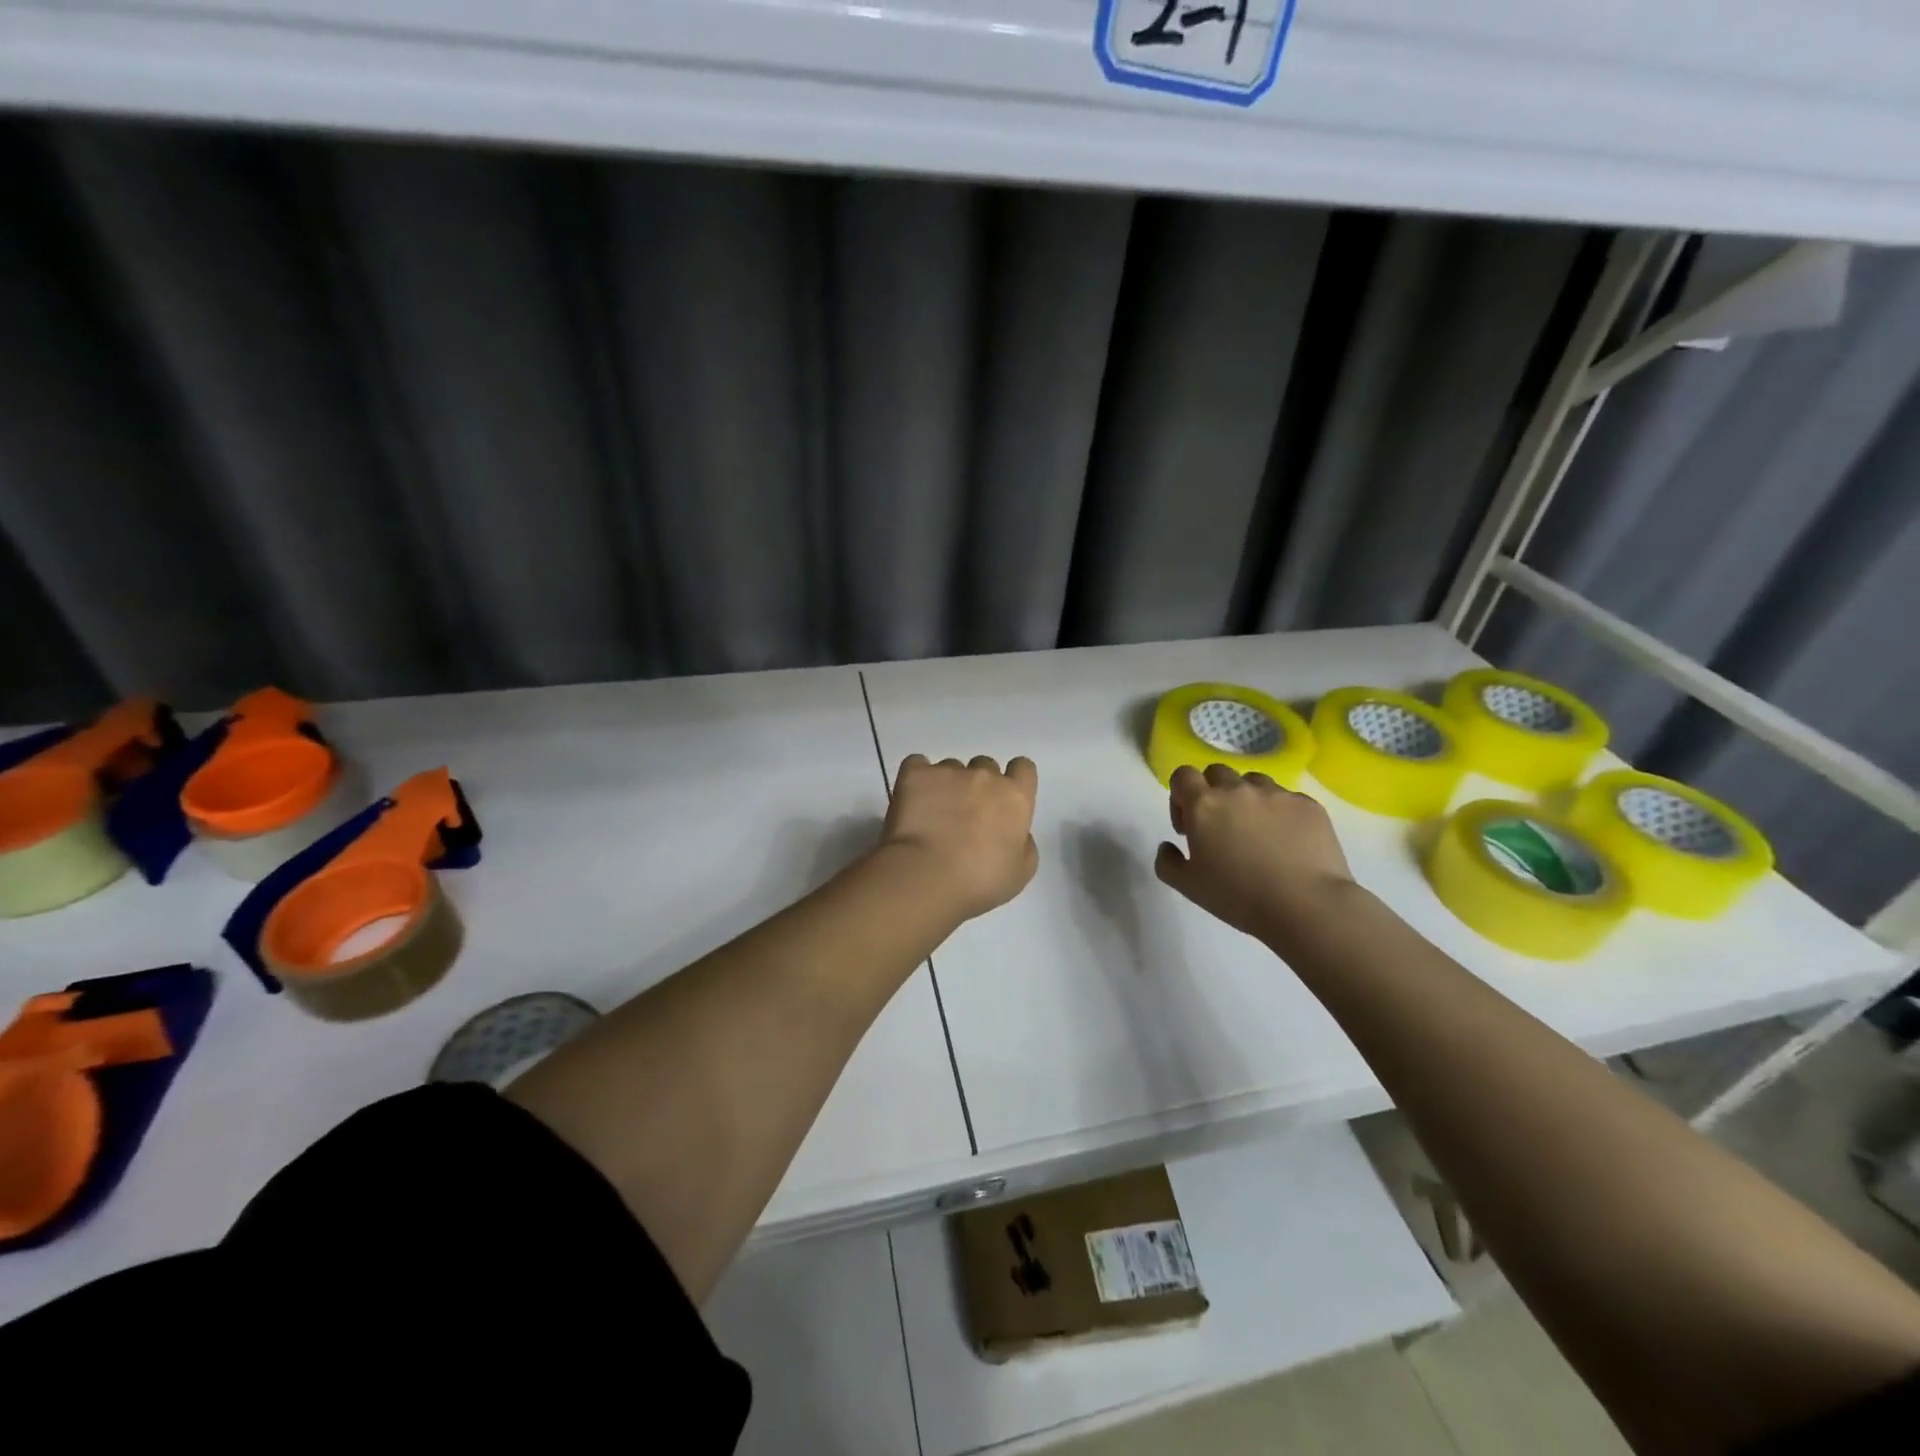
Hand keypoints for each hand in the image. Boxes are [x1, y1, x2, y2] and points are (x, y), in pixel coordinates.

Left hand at [881, 755, 1039, 922]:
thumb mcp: (1020, 874)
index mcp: (1015, 797)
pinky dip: (917, 779)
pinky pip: (917, 765)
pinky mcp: (915, 774)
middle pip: (985, 767)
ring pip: (951, 767)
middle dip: (978, 786)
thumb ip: (1025, 845)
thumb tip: (1018, 833)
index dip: (1014, 780)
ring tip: (933, 814)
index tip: (1003, 800)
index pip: (1023, 768)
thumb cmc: (979, 882)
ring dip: (947, 784)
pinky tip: (912, 800)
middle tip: (965, 816)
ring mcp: (948, 771)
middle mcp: (985, 776)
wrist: (926, 877)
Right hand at [1154, 764, 1355, 947]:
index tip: (1188, 826)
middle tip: (1220, 827)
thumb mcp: (1187, 886)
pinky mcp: (1308, 805)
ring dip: (1247, 800)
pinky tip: (1287, 843)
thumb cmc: (1238, 896)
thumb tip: (1168, 846)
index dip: (1180, 795)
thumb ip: (1167, 862)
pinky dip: (1280, 814)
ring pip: (1253, 782)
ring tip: (1256, 833)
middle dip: (1213, 793)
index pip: (1182, 775)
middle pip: (1217, 773)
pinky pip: (1287, 799)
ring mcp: (1277, 794)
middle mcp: (1238, 790)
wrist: (1306, 906)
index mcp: (1204, 804)